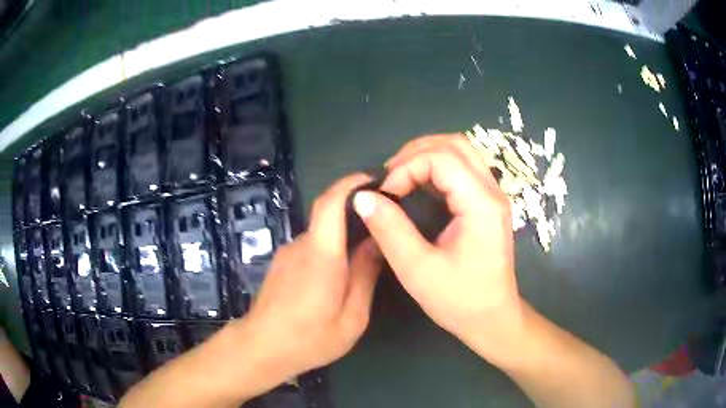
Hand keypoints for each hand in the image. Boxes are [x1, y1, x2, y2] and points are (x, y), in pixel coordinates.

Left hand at [239, 173, 382, 384]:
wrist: (261, 348)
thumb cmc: (309, 338)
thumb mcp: (352, 317)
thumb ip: (364, 275)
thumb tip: (376, 242)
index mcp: (321, 255)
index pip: (330, 202)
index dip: (351, 184)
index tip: (375, 181)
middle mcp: (301, 245)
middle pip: (329, 216)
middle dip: (356, 216)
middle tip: (382, 231)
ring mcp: (288, 253)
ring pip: (322, 235)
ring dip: (342, 239)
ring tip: (363, 262)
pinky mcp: (282, 264)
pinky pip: (311, 248)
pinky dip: (329, 252)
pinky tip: (336, 278)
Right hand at [353, 135, 524, 359]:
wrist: (493, 319)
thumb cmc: (460, 300)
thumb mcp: (418, 270)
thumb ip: (390, 230)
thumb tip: (363, 197)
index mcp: (481, 203)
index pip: (442, 157)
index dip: (406, 167)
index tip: (386, 194)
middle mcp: (492, 191)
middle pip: (455, 144)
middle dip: (416, 152)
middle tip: (390, 176)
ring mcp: (493, 196)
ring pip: (461, 151)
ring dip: (427, 155)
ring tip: (400, 177)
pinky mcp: (488, 204)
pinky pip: (463, 168)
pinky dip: (436, 167)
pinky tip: (418, 185)